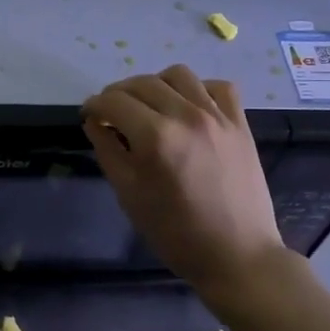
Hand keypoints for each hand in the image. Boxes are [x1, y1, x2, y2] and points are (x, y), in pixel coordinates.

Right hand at [82, 65, 288, 294]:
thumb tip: (95, 122)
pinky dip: (199, 89)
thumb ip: (108, 151)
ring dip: (156, 84)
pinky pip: (219, 86)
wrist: (237, 256)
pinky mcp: (240, 123)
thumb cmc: (176, 233)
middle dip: (119, 94)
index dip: (94, 105)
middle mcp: (187, 116)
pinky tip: (189, 107)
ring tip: (150, 105)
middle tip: (112, 113)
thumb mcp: (130, 196)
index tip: (89, 115)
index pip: (114, 101)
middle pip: (142, 83)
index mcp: (155, 137)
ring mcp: (218, 117)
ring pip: (179, 74)